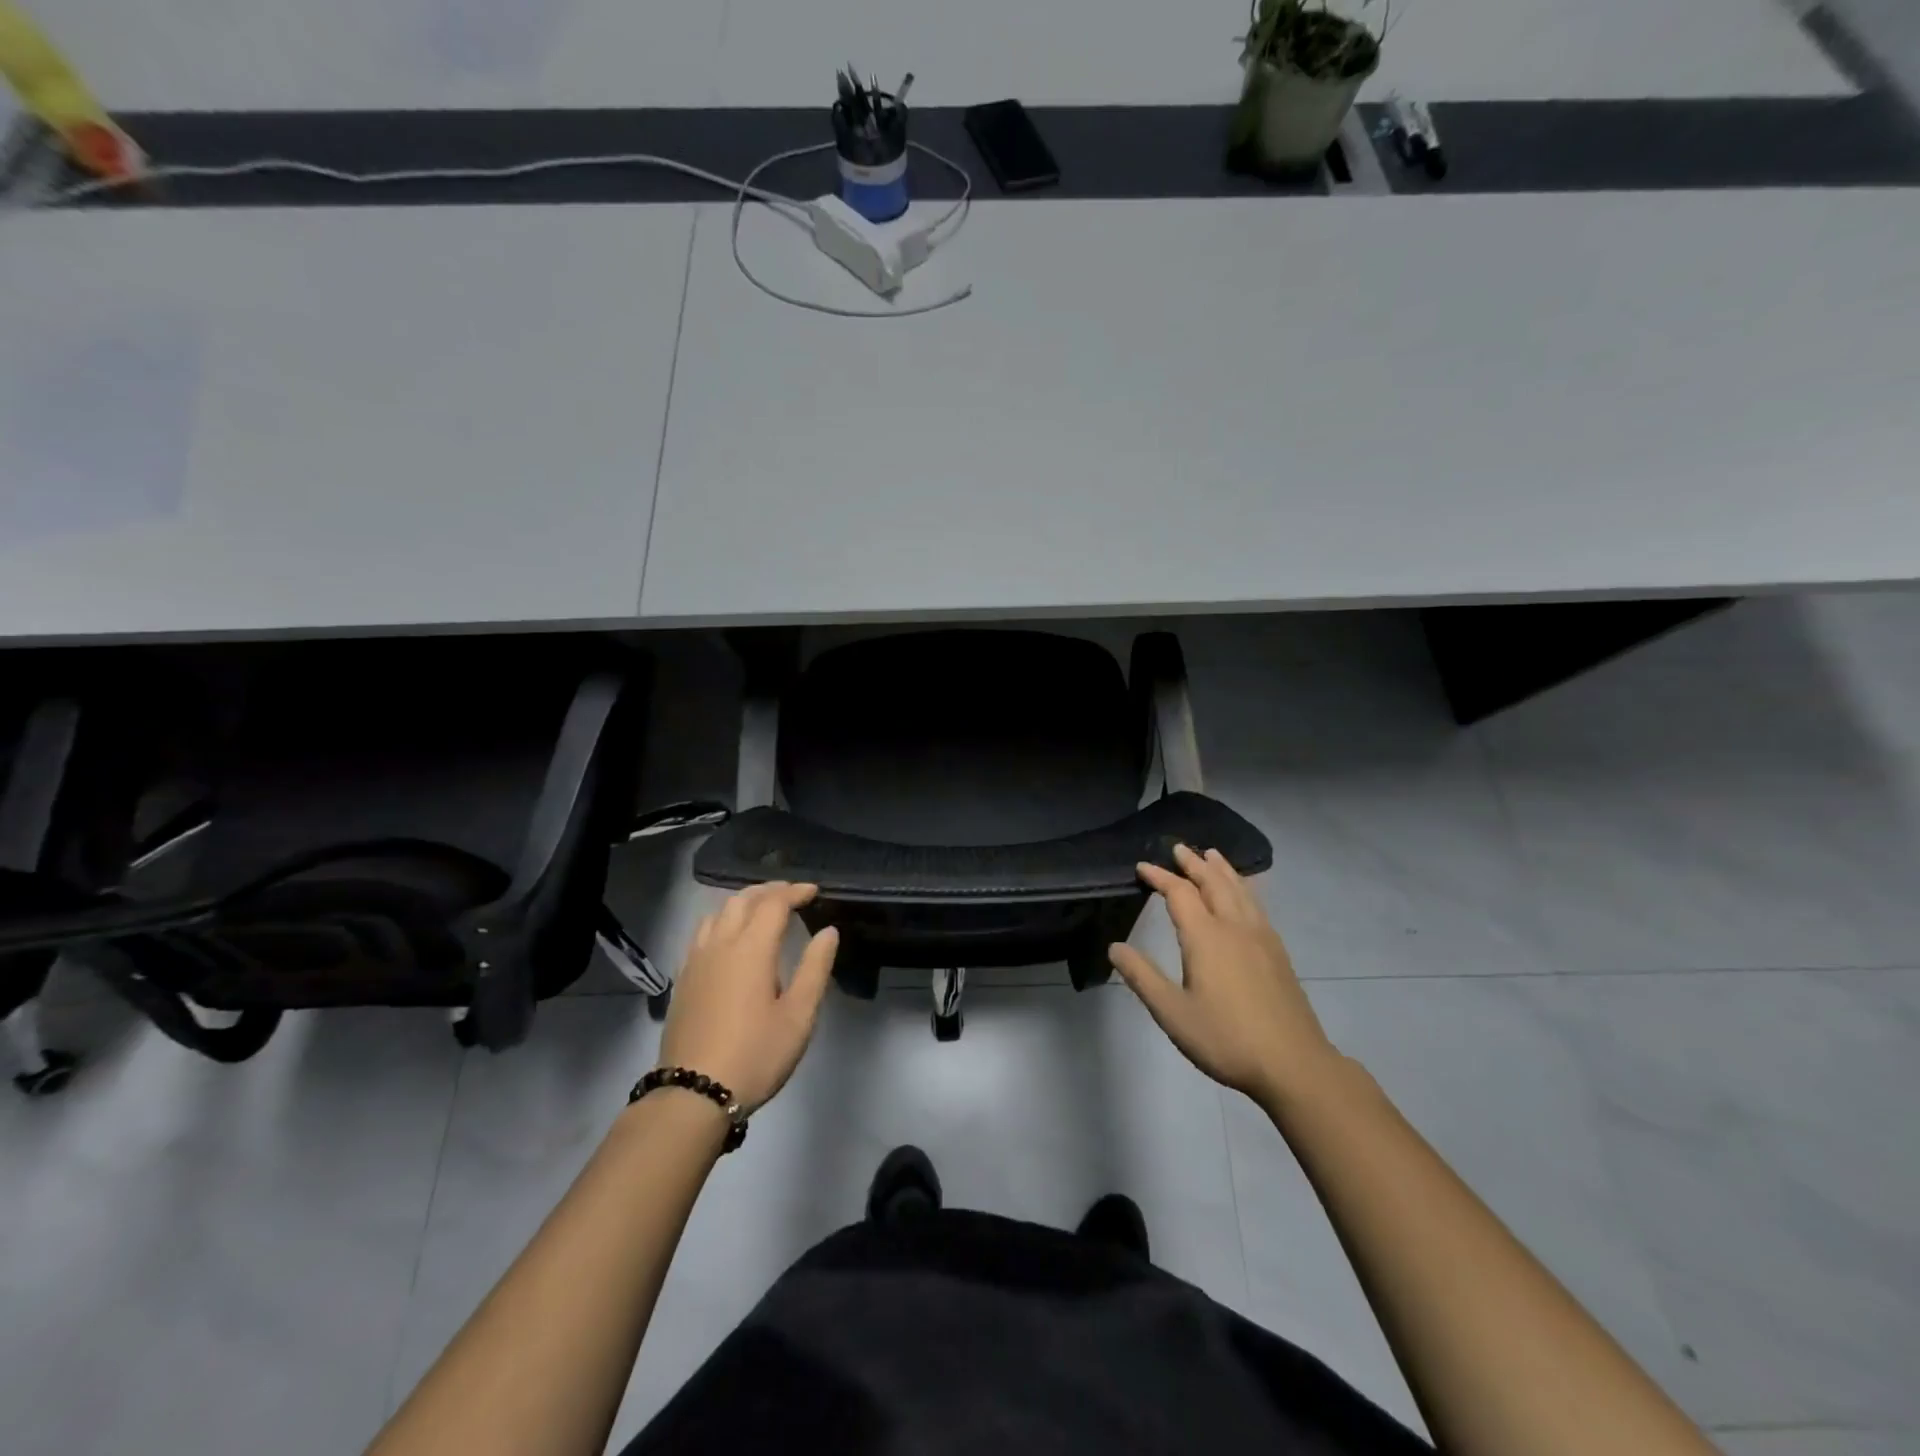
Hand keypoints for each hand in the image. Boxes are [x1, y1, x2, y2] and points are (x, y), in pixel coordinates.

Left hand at [659, 882, 838, 1113]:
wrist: (693, 1094)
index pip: (774, 903)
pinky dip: (722, 921)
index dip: (795, 892)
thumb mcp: (798, 1016)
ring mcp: (696, 961)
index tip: (814, 892)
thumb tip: (828, 931)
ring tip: (761, 910)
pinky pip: (702, 933)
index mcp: (751, 949)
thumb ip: (815, 968)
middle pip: (742, 900)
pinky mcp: (683, 979)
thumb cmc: (755, 1054)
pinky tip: (730, 939)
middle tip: (792, 895)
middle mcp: (720, 944)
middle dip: (769, 891)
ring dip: (742, 902)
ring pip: (717, 913)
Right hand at [1109, 845, 1336, 1106]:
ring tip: (1212, 855)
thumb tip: (1115, 947)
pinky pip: (1257, 904)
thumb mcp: (1173, 1013)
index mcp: (1206, 938)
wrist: (1294, 1064)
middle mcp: (1235, 927)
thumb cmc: (1226, 1039)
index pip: (1179, 893)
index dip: (1159, 877)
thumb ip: (1143, 977)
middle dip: (1193, 863)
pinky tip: (1245, 894)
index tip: (1142, 867)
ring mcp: (1261, 937)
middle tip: (1178, 848)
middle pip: (1213, 882)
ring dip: (1222, 869)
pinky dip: (1244, 887)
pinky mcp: (1277, 952)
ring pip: (1240, 890)